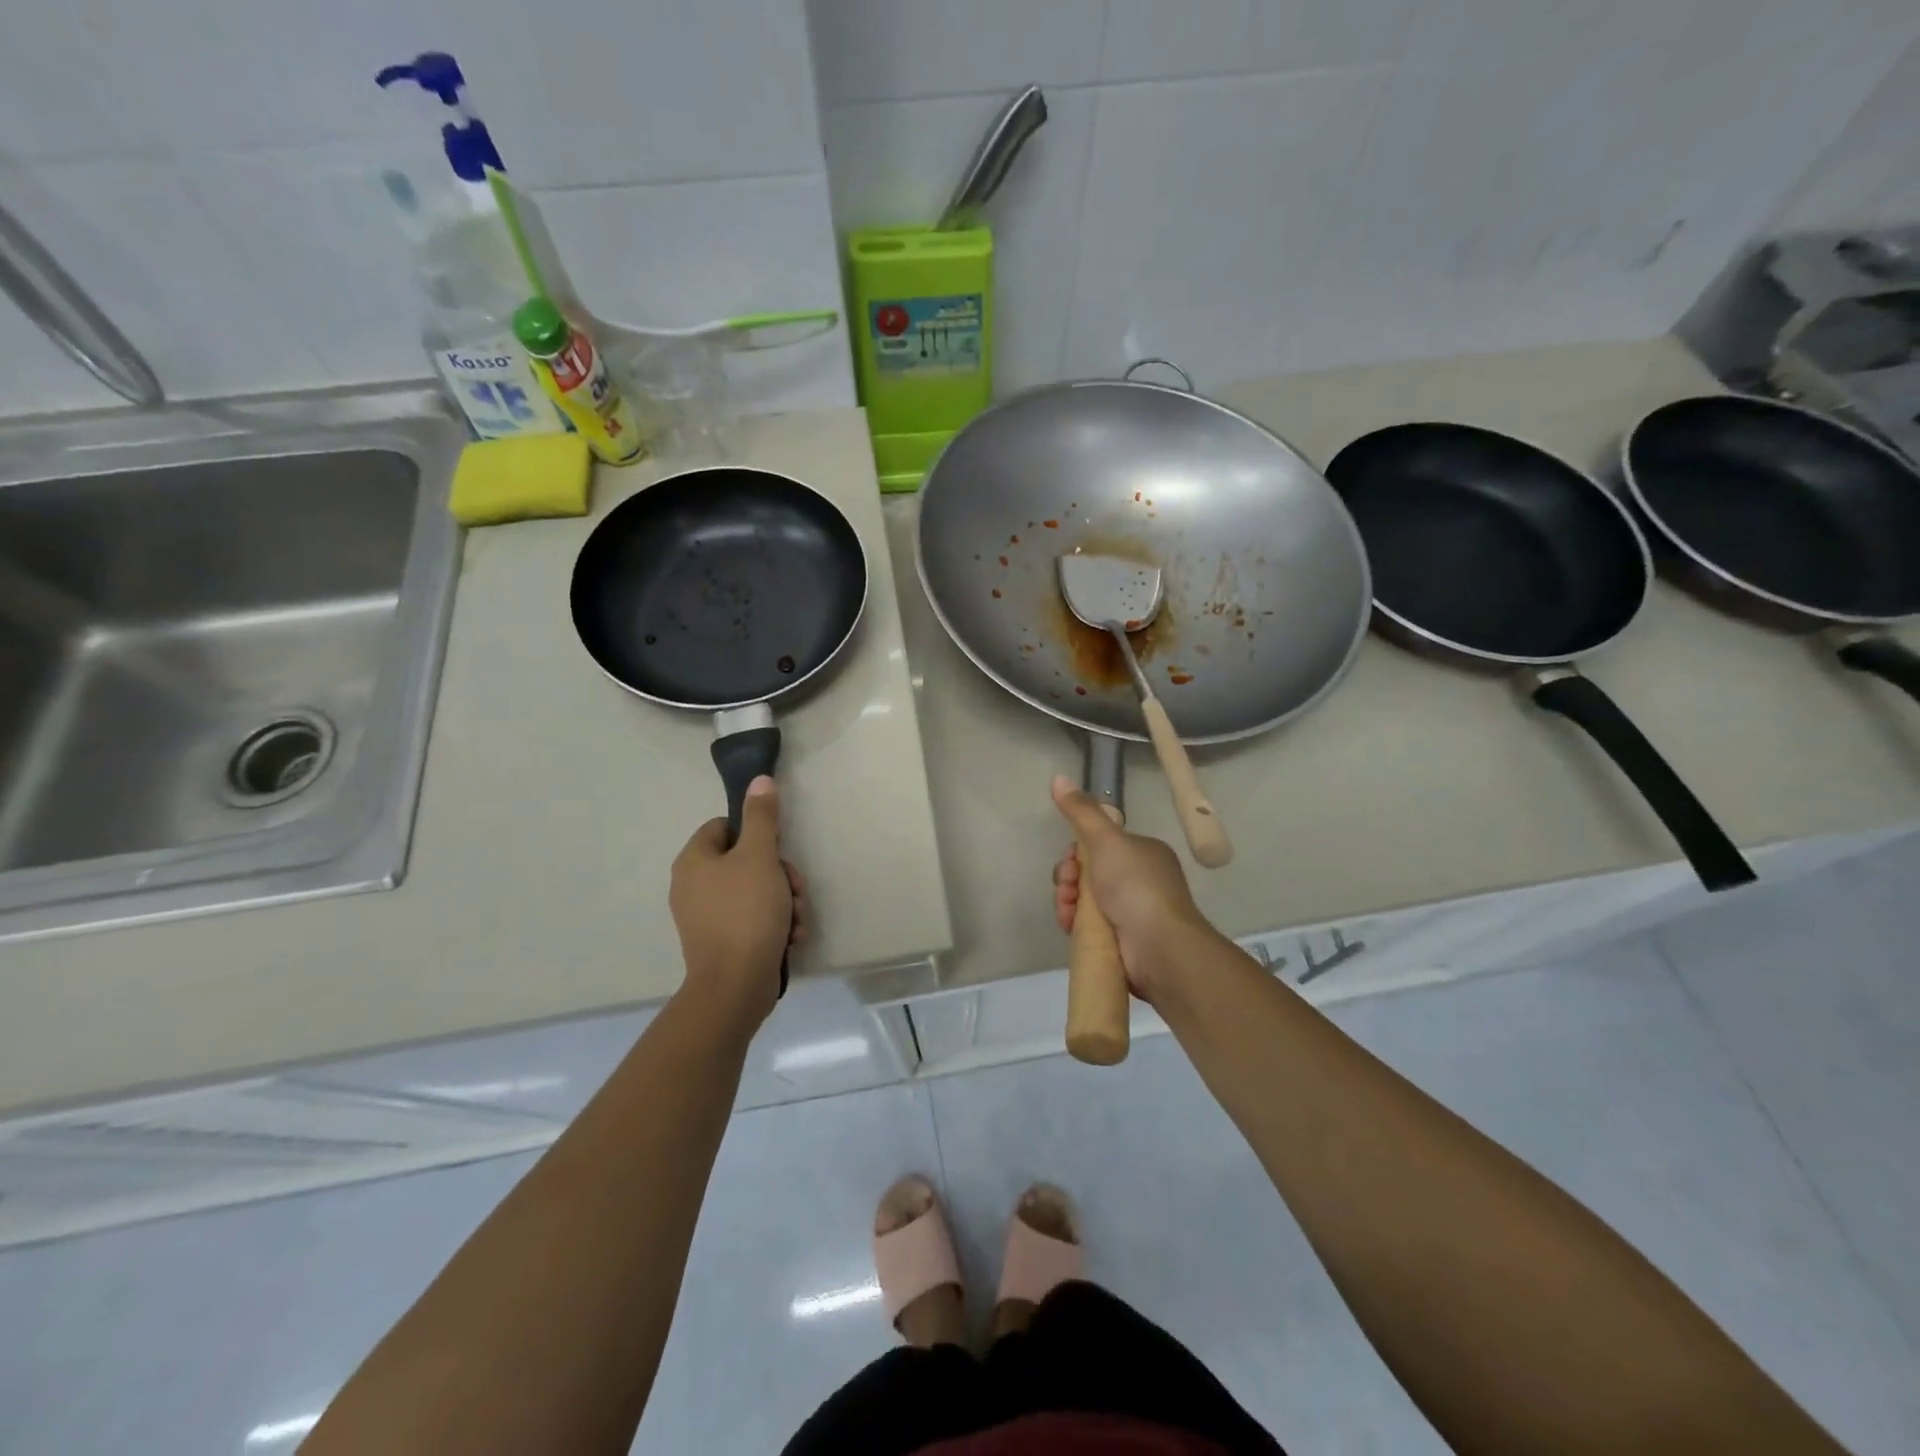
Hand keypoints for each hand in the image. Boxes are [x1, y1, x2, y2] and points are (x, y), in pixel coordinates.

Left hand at [670, 776, 806, 1028]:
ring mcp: (707, 918)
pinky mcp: (723, 943)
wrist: (736, 986)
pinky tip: (792, 936)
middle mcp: (694, 886)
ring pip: (756, 891)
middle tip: (795, 890)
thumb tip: (759, 779)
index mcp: (694, 861)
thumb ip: (762, 816)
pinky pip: (753, 920)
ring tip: (796, 918)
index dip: (757, 834)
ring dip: (785, 901)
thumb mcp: (759, 856)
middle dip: (780, 874)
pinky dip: (776, 924)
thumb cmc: (746, 913)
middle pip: (746, 861)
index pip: (726, 827)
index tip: (778, 850)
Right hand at [1050, 774, 1210, 1000]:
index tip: (1070, 861)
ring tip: (1068, 911)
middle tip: (1067, 887)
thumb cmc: (1136, 886)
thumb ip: (1081, 811)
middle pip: (1088, 873)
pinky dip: (1075, 924)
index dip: (1076, 852)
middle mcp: (1139, 880)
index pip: (1099, 845)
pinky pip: (1088, 926)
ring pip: (1084, 900)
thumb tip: (1058, 777)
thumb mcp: (1106, 840)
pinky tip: (1071, 926)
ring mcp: (1132, 912)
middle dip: (1069, 879)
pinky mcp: (1122, 941)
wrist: (1160, 947)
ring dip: (1068, 901)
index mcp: (1143, 853)